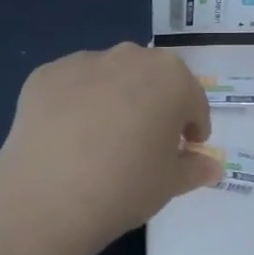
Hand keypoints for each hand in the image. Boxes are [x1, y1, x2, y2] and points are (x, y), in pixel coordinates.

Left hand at [0, 44, 222, 254]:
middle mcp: (128, 57)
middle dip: (154, 105)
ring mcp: (81, 62)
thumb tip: (210, 165)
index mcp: (170, 77)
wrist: (48, 197)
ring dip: (114, 99)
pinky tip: (68, 138)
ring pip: (108, 78)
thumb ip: (194, 167)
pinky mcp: (43, 75)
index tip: (185, 148)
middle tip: (145, 143)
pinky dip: (75, 104)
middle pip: (150, 79)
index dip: (192, 126)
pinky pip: (71, 86)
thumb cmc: (125, 187)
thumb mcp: (170, 183)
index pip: (192, 100)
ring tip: (101, 140)